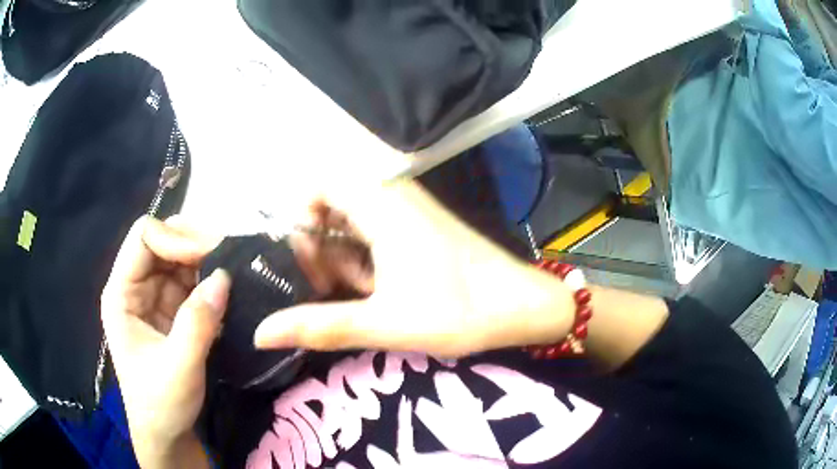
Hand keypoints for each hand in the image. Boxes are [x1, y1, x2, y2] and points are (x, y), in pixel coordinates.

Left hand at [101, 217, 227, 468]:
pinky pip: (193, 281)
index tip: (211, 257)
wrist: (167, 433)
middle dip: (196, 244)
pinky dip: (213, 280)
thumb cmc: (161, 404)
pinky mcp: (173, 310)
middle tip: (232, 257)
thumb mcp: (178, 368)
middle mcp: (136, 286)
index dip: (175, 239)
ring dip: (208, 261)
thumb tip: (225, 277)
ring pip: (181, 257)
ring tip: (238, 270)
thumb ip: (197, 323)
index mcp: (122, 293)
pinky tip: (231, 289)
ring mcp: (155, 297)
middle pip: (164, 241)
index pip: (144, 238)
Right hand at [255, 181, 575, 357]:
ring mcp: (408, 210)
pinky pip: (373, 232)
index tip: (312, 265)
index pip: (317, 185)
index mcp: (382, 204)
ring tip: (366, 295)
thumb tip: (261, 333)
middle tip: (340, 289)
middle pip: (329, 207)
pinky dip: (365, 260)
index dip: (301, 221)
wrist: (524, 306)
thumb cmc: (461, 311)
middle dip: (322, 250)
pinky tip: (382, 290)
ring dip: (344, 259)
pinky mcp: (418, 226)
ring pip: (350, 223)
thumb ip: (319, 326)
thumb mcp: (383, 323)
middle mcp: (392, 196)